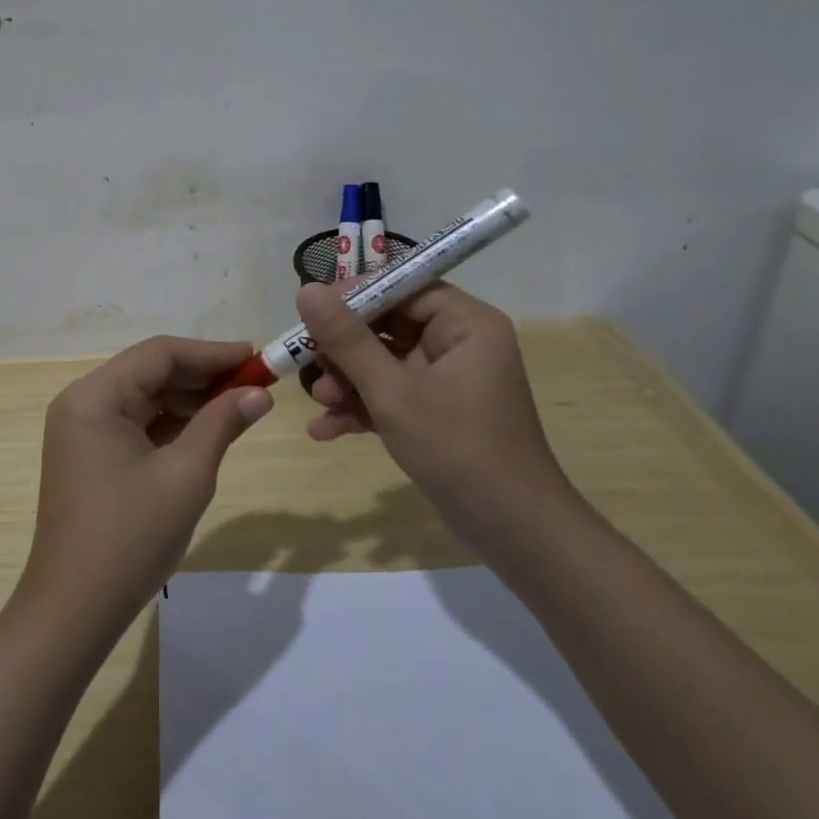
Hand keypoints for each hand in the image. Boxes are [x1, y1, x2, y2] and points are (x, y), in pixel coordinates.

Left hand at [20, 337, 275, 638]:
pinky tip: (206, 429)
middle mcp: (82, 402)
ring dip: (189, 399)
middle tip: (254, 384)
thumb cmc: (131, 538)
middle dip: (202, 376)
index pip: (159, 354)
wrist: (74, 610)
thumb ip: (222, 423)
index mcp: (95, 397)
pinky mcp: (88, 455)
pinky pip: (134, 423)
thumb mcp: (186, 475)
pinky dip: (169, 423)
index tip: (255, 357)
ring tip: (238, 405)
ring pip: (144, 397)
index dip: (211, 353)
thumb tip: (259, 393)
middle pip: (150, 372)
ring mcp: (81, 430)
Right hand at [296, 281, 575, 550]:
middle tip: (310, 365)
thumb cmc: (458, 448)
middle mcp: (459, 343)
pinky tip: (326, 430)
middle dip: (344, 350)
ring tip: (320, 404)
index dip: (355, 295)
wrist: (512, 531)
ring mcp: (446, 380)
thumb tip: (307, 290)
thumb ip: (347, 340)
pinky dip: (361, 408)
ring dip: (347, 382)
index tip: (311, 312)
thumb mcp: (393, 392)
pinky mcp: (435, 412)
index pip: (403, 287)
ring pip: (383, 362)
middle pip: (387, 325)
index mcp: (465, 324)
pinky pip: (390, 394)